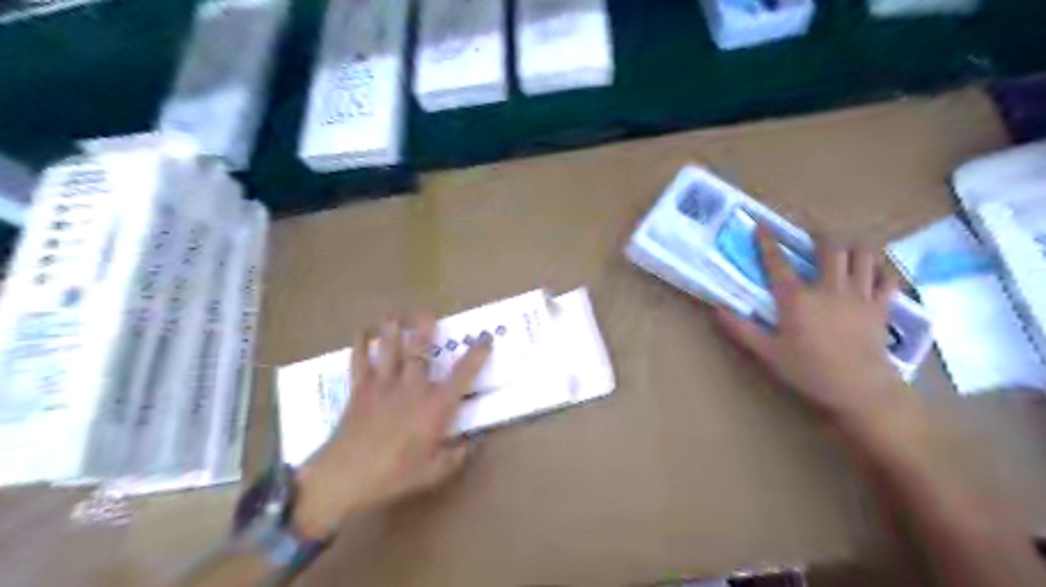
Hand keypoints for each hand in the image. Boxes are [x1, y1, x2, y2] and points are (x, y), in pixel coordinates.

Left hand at [291, 314, 493, 538]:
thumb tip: (473, 443)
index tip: (486, 339)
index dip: (477, 354)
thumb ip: (457, 455)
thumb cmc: (394, 475)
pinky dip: (362, 343)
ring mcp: (384, 384)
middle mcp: (412, 387)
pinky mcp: (360, 388)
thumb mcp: (434, 472)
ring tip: (396, 314)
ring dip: (393, 327)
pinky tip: (364, 331)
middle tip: (427, 311)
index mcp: (435, 406)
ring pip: (390, 347)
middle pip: (420, 350)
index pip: (462, 374)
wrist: (345, 477)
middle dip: (425, 327)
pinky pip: (360, 359)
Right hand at [716, 228, 912, 425]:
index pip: (778, 263)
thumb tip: (717, 310)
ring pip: (862, 255)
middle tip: (814, 231)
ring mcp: (859, 295)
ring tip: (845, 245)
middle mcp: (828, 288)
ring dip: (852, 245)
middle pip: (830, 248)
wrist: (860, 389)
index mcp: (797, 298)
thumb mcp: (768, 353)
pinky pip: (886, 278)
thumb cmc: (809, 370)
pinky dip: (880, 269)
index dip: (767, 241)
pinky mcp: (881, 307)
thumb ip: (741, 330)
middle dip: (821, 233)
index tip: (761, 224)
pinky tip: (873, 270)